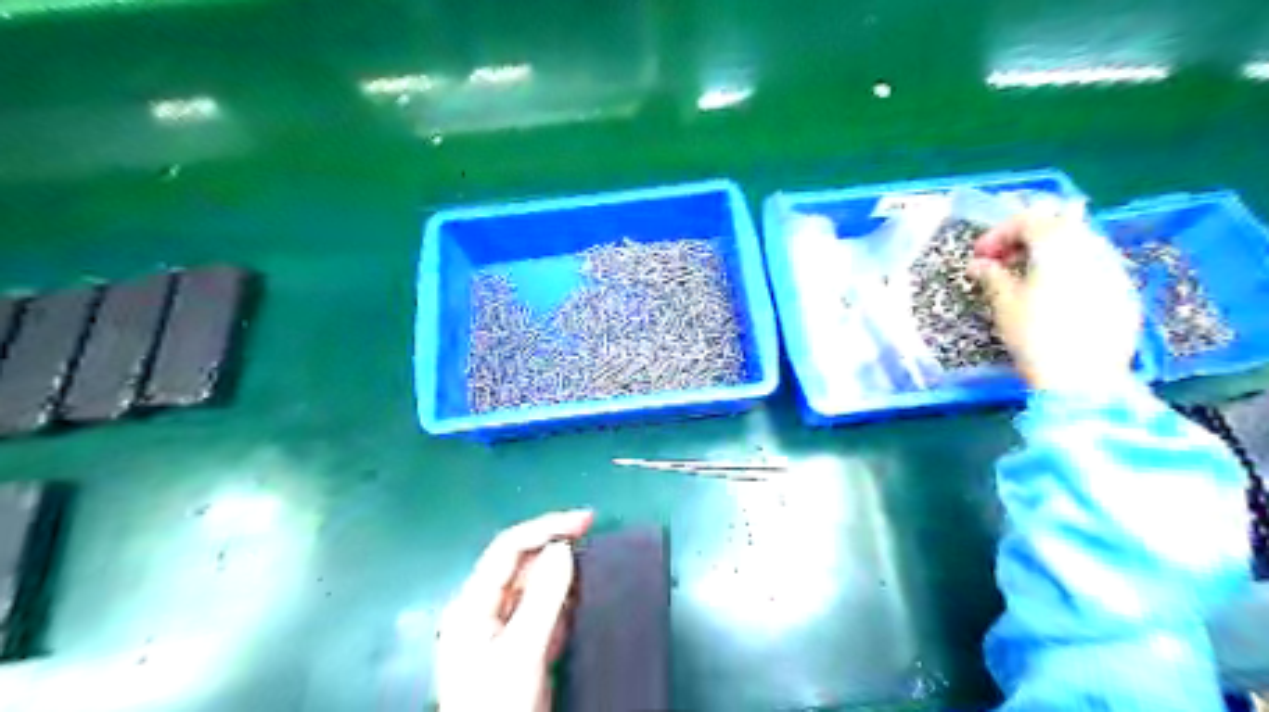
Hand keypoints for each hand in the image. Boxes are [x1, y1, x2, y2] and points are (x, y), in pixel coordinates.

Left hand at [437, 512, 595, 711]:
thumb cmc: (498, 705)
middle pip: (521, 563)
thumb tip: (563, 549)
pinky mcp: (520, 648)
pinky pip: (544, 611)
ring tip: (592, 561)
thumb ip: (542, 598)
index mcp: (473, 603)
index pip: (509, 548)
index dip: (546, 526)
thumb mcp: (521, 652)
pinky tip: (581, 596)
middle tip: (592, 532)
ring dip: (563, 571)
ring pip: (535, 586)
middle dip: (555, 544)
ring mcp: (502, 630)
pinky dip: (564, 600)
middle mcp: (484, 609)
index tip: (585, 520)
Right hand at [975, 203, 1141, 392]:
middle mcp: (1091, 247)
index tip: (979, 256)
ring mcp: (1114, 268)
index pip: (1027, 220)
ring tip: (1026, 278)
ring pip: (1079, 244)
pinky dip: (1069, 270)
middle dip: (1026, 238)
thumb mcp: (1004, 304)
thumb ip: (992, 276)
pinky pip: (1093, 267)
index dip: (998, 234)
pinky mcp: (1125, 291)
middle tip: (1002, 262)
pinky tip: (1055, 296)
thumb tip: (980, 264)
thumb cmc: (1035, 336)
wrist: (1084, 378)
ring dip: (1049, 253)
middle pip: (1058, 225)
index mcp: (1058, 244)